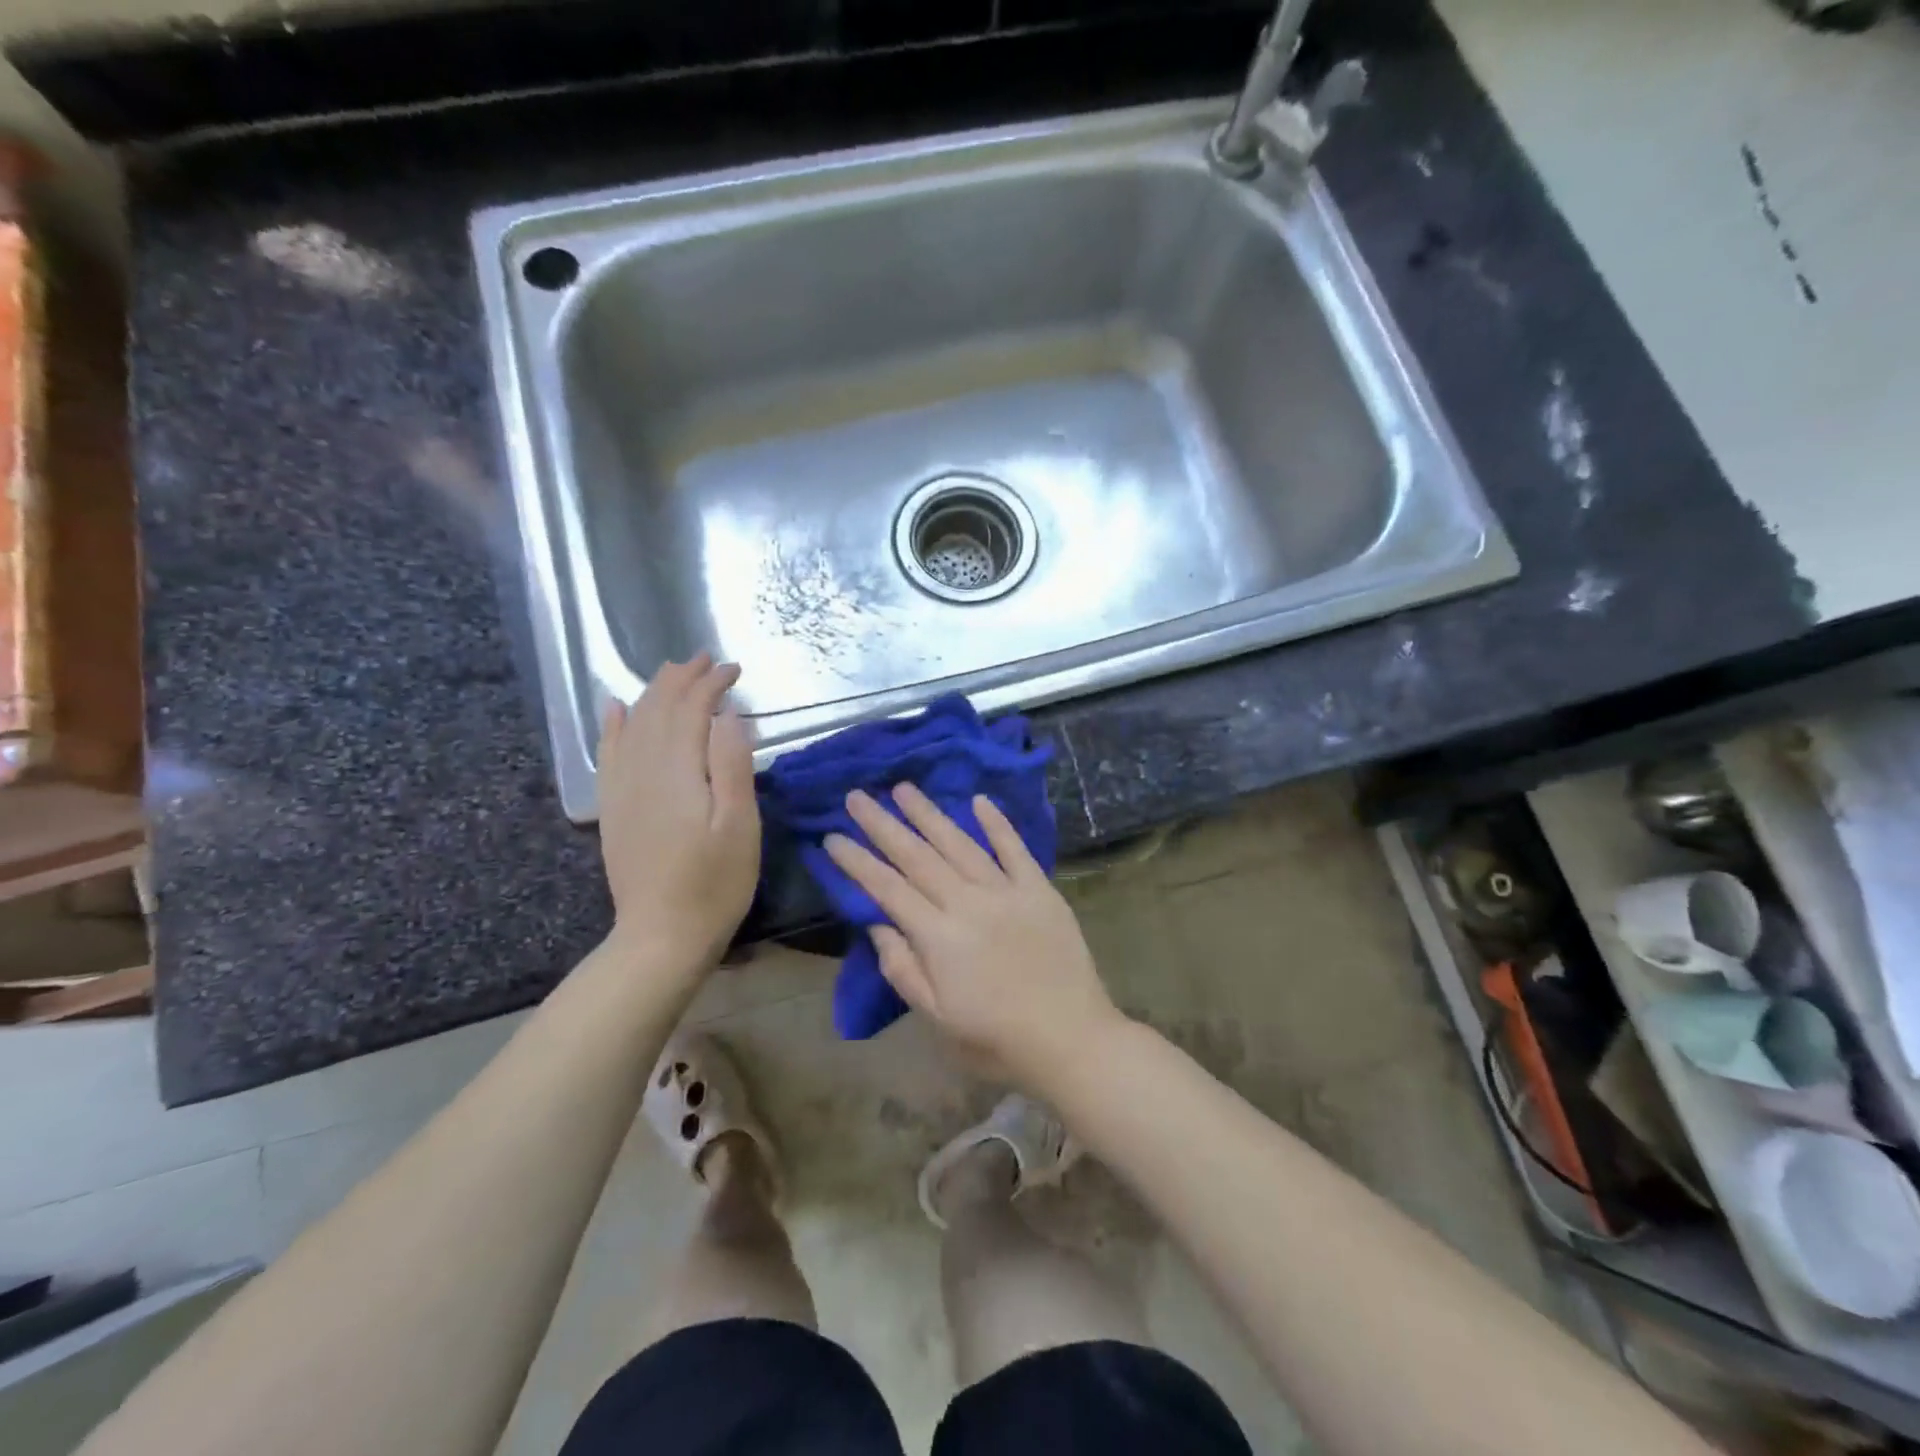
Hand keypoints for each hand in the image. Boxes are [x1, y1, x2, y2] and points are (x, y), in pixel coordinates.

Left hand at [598, 654, 759, 974]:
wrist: (661, 936)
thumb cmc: (715, 883)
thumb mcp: (740, 826)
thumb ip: (732, 765)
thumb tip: (727, 715)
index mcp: (678, 772)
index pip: (691, 710)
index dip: (711, 684)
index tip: (735, 669)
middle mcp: (643, 771)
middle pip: (659, 709)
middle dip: (682, 679)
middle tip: (706, 659)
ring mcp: (622, 790)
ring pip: (633, 724)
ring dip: (653, 693)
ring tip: (672, 672)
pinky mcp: (614, 808)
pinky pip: (608, 754)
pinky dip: (613, 725)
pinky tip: (616, 709)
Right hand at [824, 784, 1124, 1090]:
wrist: (1072, 1040)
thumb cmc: (996, 1040)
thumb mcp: (937, 1019)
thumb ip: (903, 969)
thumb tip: (877, 924)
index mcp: (939, 937)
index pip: (888, 889)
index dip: (858, 862)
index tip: (832, 836)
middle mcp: (968, 903)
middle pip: (918, 856)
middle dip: (883, 824)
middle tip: (856, 796)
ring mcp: (1007, 892)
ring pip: (960, 844)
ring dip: (929, 814)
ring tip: (903, 788)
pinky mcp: (1040, 890)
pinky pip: (1015, 849)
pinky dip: (997, 824)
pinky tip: (979, 800)